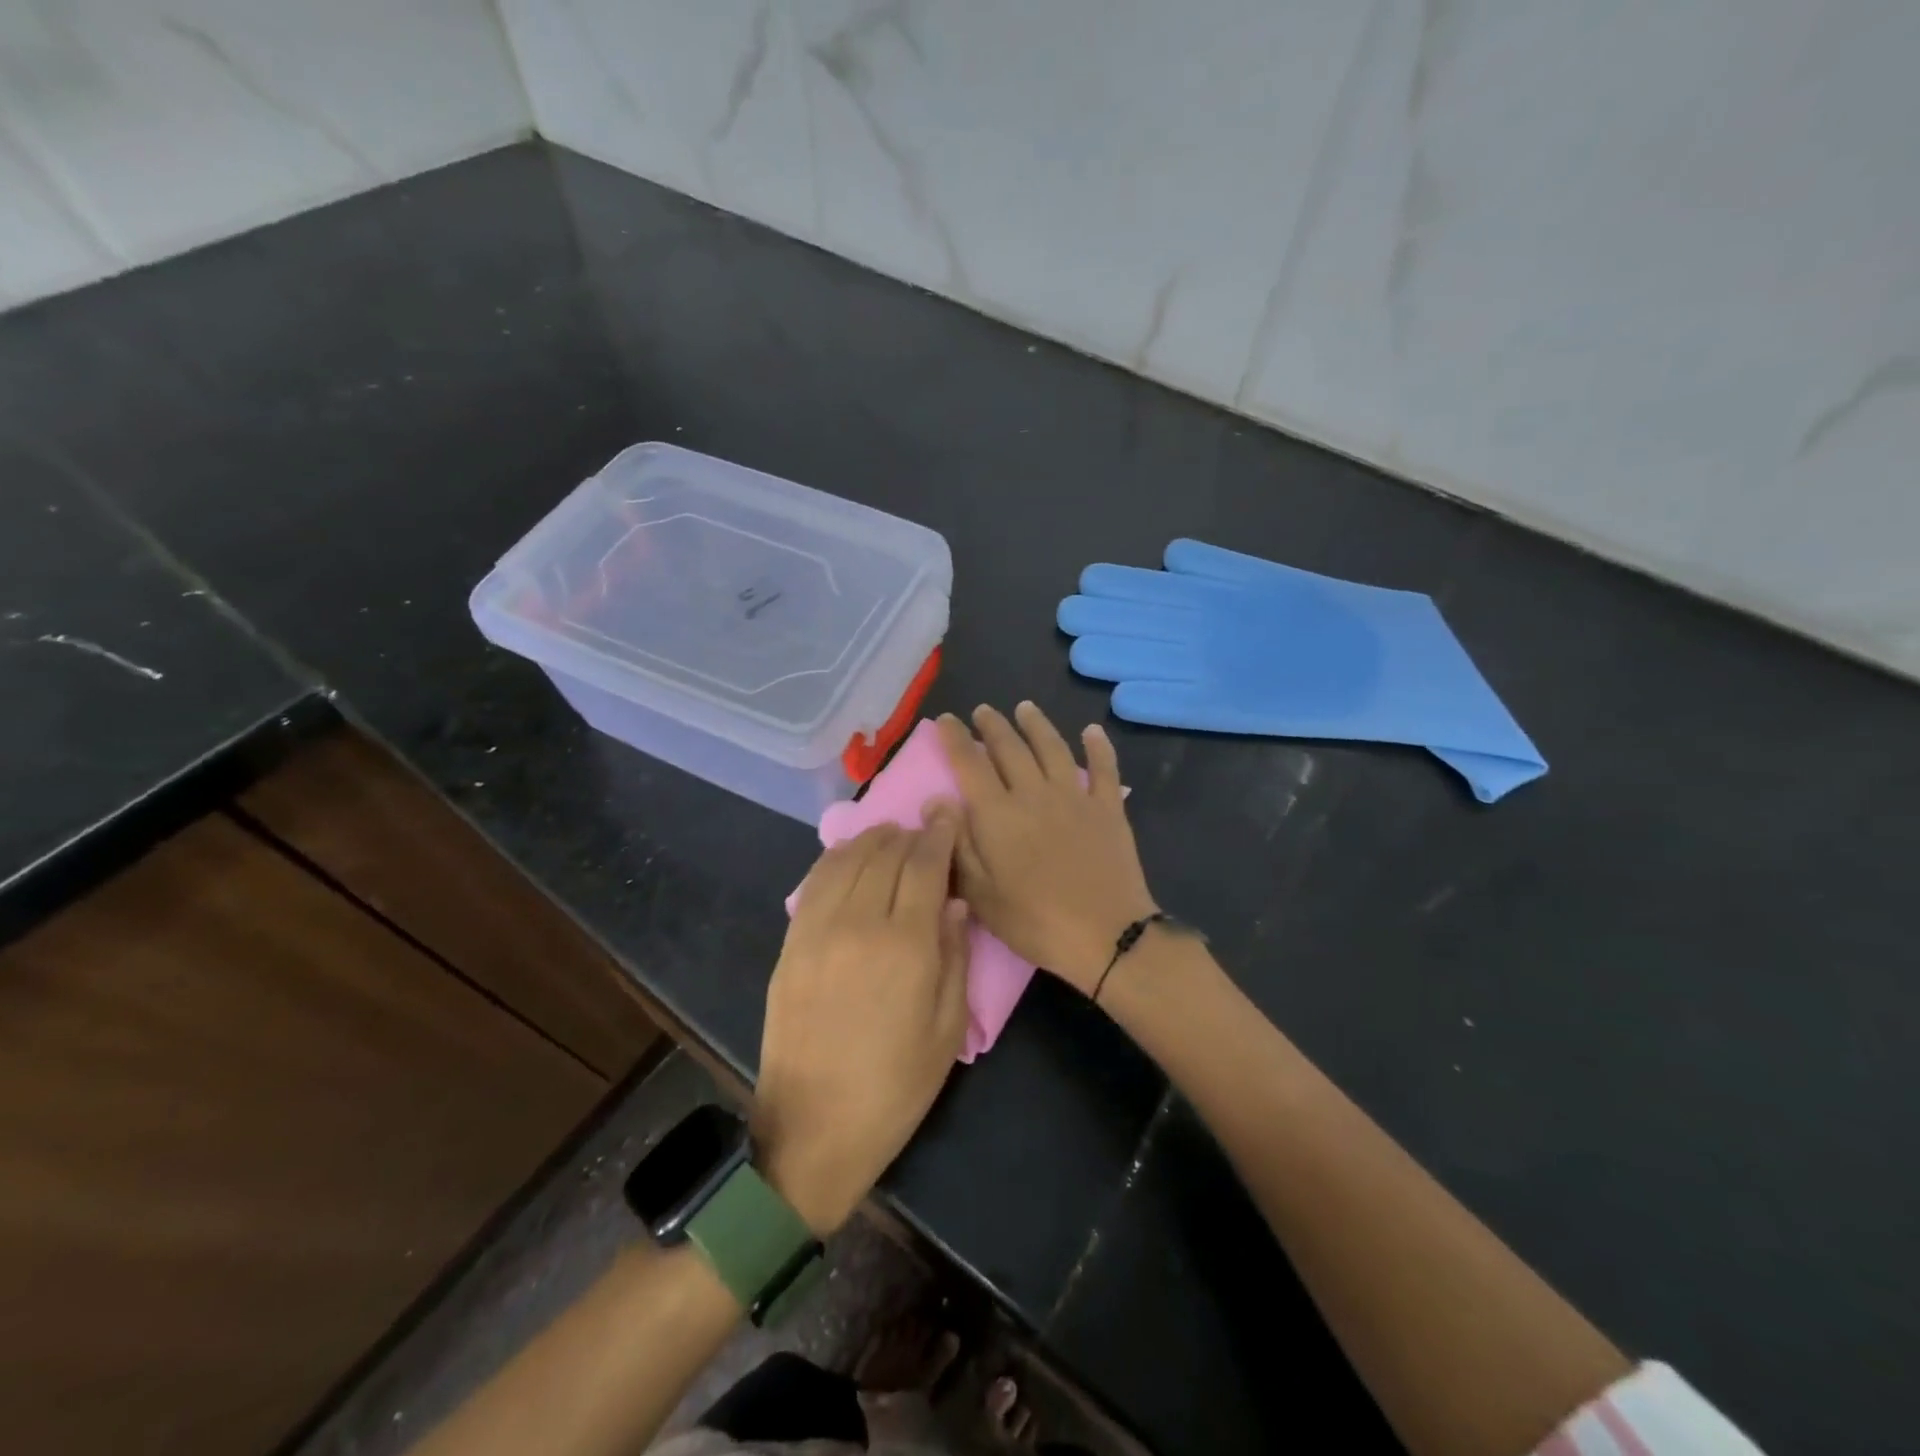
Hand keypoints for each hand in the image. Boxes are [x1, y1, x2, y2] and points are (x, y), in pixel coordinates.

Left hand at [754, 818, 970, 1235]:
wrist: (813, 1127)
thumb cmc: (895, 1085)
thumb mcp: (947, 1028)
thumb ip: (954, 956)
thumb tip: (953, 903)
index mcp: (906, 943)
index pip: (925, 864)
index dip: (939, 834)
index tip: (948, 815)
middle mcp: (859, 922)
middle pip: (886, 853)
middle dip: (910, 834)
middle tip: (926, 833)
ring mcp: (817, 928)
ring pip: (848, 858)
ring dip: (874, 839)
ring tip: (891, 839)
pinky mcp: (791, 941)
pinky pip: (816, 881)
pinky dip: (838, 858)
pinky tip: (851, 858)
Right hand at [937, 704, 1157, 995]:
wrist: (1105, 934)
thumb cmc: (1034, 921)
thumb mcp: (980, 894)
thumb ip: (957, 844)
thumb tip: (936, 799)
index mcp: (998, 814)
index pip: (969, 764)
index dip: (954, 739)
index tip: (946, 720)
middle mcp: (1033, 793)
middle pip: (1009, 748)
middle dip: (992, 726)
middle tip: (983, 711)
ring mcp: (1074, 797)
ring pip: (1052, 748)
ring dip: (1037, 725)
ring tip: (1025, 708)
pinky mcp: (1108, 808)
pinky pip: (1103, 768)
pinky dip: (1098, 747)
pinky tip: (1092, 731)